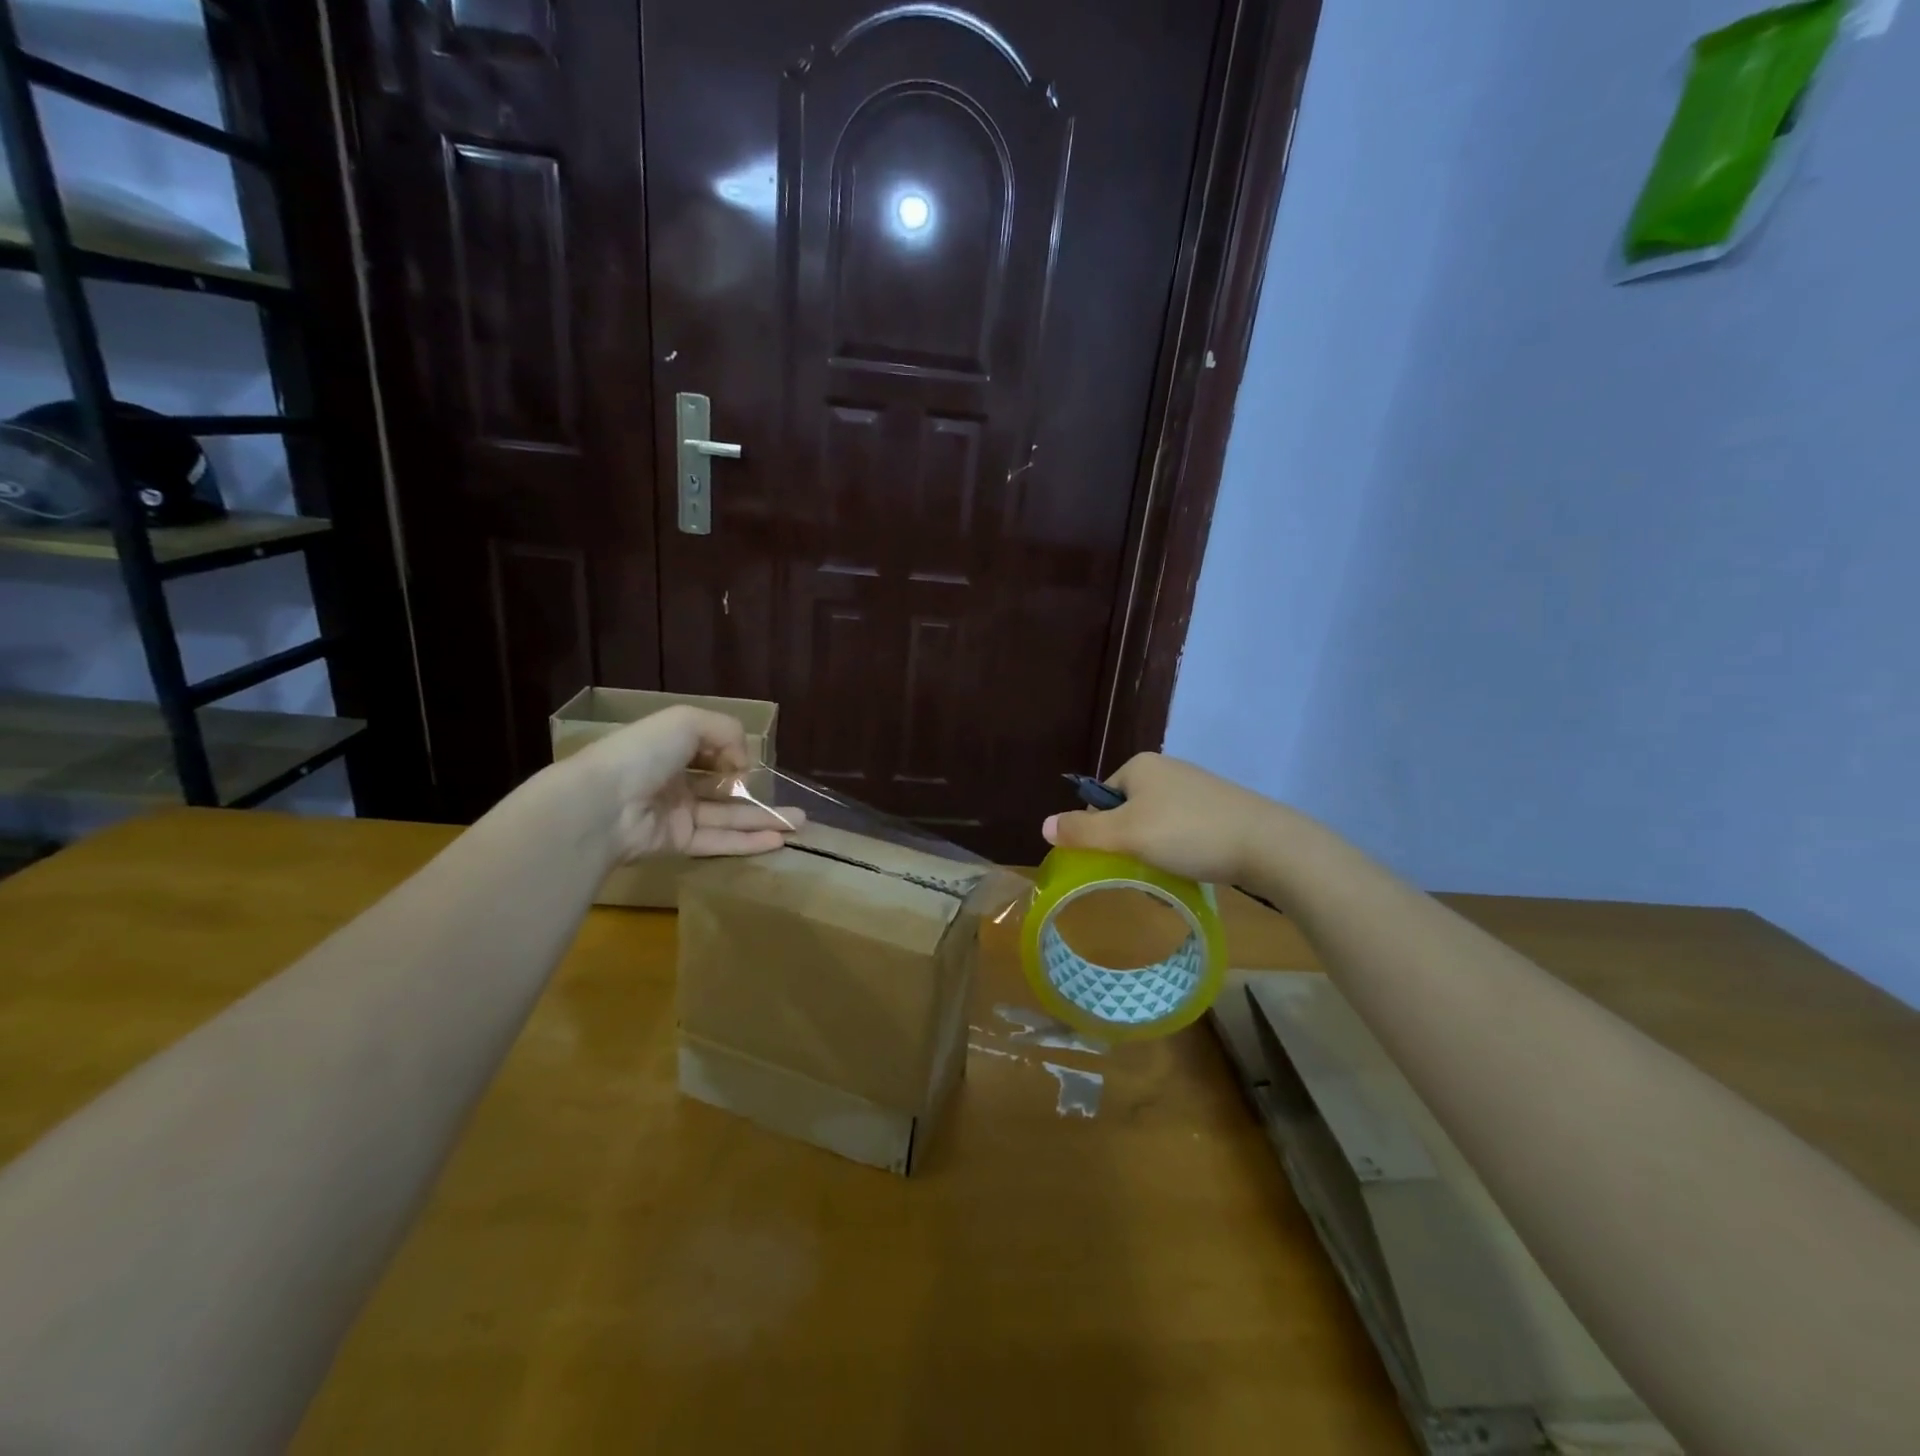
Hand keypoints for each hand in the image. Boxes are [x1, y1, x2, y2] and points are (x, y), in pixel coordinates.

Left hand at [563, 705, 802, 862]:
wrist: (602, 804)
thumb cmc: (643, 753)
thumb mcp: (688, 721)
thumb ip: (726, 733)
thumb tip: (744, 765)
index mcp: (669, 747)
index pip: (708, 750)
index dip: (732, 754)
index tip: (749, 762)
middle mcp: (673, 779)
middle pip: (722, 787)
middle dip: (757, 793)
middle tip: (794, 804)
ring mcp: (675, 813)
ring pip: (727, 816)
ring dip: (763, 820)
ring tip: (799, 824)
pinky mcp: (676, 843)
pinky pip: (717, 840)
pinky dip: (747, 840)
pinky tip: (777, 840)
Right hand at [1042, 752, 1272, 885]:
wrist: (1269, 844)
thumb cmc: (1188, 833)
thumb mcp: (1126, 835)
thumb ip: (1082, 831)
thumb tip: (1043, 825)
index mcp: (1140, 765)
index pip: (1100, 798)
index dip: (1099, 832)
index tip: (1114, 859)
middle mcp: (1167, 769)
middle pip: (1127, 812)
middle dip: (1128, 845)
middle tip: (1139, 871)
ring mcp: (1197, 787)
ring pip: (1156, 824)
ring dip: (1153, 852)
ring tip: (1167, 875)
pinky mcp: (1222, 807)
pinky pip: (1184, 830)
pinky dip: (1181, 850)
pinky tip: (1192, 869)